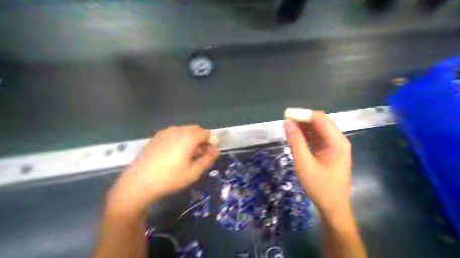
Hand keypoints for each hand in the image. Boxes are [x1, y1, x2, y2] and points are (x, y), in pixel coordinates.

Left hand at [109, 126, 220, 212]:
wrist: (139, 183)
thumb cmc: (170, 179)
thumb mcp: (194, 172)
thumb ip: (208, 159)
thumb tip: (216, 151)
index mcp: (188, 137)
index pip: (206, 133)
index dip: (211, 142)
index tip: (210, 153)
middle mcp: (177, 130)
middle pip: (195, 129)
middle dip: (202, 139)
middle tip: (201, 154)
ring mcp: (165, 132)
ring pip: (184, 131)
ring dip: (191, 139)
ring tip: (188, 155)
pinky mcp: (156, 137)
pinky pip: (174, 134)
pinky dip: (180, 139)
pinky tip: (175, 153)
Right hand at [284, 112, 352, 217]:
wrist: (333, 207)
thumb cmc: (319, 186)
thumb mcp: (304, 163)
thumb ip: (296, 141)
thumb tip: (287, 123)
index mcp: (336, 142)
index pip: (319, 118)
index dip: (303, 115)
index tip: (286, 116)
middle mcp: (339, 140)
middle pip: (320, 122)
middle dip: (303, 121)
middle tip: (285, 125)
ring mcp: (336, 146)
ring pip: (318, 130)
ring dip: (304, 129)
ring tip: (289, 132)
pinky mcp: (331, 152)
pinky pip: (318, 138)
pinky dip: (307, 137)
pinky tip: (297, 139)